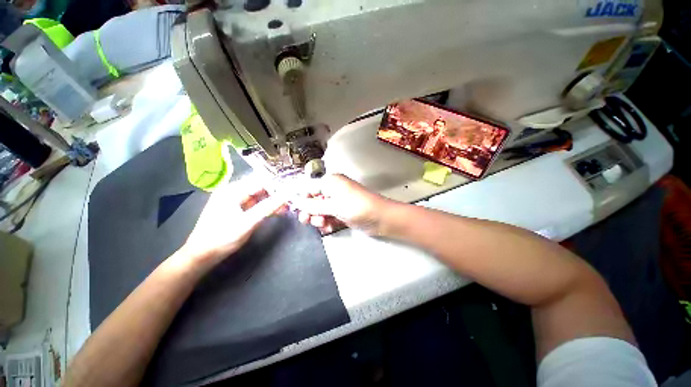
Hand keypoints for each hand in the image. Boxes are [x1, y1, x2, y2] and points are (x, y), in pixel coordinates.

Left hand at [181, 180, 286, 265]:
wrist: (201, 256)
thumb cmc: (222, 237)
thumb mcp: (248, 222)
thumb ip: (269, 207)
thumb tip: (287, 194)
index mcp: (232, 190)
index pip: (260, 181)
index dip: (277, 184)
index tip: (292, 190)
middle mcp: (233, 191)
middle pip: (260, 187)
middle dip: (277, 193)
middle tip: (292, 200)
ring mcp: (235, 201)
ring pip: (259, 196)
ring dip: (273, 201)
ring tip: (287, 207)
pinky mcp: (237, 210)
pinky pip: (255, 204)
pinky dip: (266, 207)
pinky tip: (277, 211)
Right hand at [293, 174, 391, 234]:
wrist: (380, 218)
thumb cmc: (356, 207)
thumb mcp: (333, 206)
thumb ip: (313, 206)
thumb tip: (295, 202)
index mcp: (331, 182)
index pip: (309, 188)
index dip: (301, 199)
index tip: (294, 211)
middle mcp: (334, 190)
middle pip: (314, 200)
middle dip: (310, 211)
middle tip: (307, 221)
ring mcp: (339, 202)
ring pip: (321, 210)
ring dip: (319, 218)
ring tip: (323, 225)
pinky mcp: (343, 212)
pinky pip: (330, 216)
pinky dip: (328, 223)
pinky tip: (329, 228)